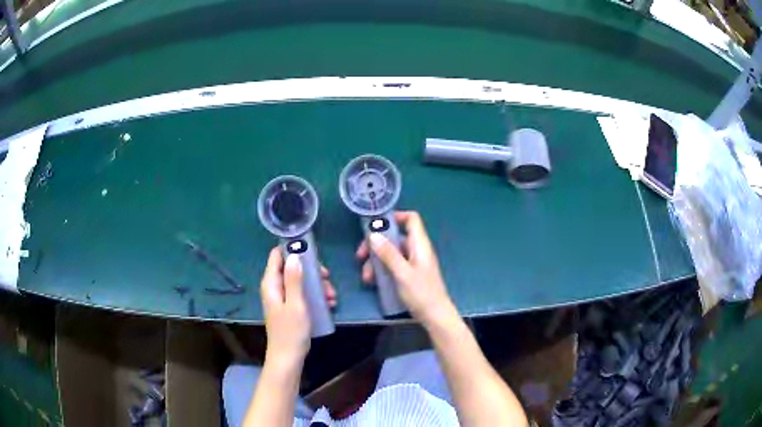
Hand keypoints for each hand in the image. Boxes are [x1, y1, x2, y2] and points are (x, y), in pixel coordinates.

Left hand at [260, 248, 336, 364]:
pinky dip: (315, 295)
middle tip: (327, 278)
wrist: (288, 357)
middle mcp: (274, 287)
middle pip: (292, 267)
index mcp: (271, 283)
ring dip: (317, 285)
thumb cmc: (291, 331)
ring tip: (331, 296)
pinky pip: (302, 293)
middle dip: (311, 271)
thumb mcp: (296, 304)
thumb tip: (294, 255)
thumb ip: (294, 279)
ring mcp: (282, 297)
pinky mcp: (289, 306)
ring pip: (300, 281)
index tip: (312, 254)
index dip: (293, 250)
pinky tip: (329, 303)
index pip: (277, 255)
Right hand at [356, 211, 456, 325]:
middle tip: (360, 256)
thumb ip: (388, 254)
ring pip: (391, 253)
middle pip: (394, 237)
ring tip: (366, 277)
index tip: (375, 225)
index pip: (411, 219)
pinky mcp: (409, 275)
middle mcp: (417, 250)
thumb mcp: (402, 273)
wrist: (435, 316)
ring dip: (375, 262)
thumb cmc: (421, 293)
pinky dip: (382, 270)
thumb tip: (373, 234)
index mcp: (420, 244)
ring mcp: (413, 263)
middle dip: (376, 245)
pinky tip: (373, 282)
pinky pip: (393, 266)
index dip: (395, 217)